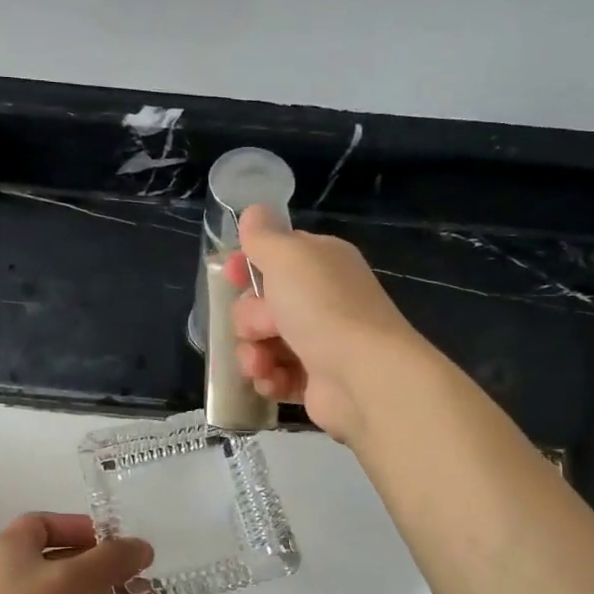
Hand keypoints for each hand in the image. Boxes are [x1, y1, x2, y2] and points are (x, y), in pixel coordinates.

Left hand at [0, 513, 157, 593]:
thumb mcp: (72, 579)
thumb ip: (111, 559)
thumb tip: (143, 547)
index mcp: (9, 551)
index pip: (44, 525)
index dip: (80, 527)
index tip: (115, 537)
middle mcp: (16, 580)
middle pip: (67, 564)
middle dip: (107, 567)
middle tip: (144, 571)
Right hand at [225, 206, 420, 442]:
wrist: (362, 375)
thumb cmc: (323, 307)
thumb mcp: (287, 256)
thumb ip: (263, 235)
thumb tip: (253, 211)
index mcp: (320, 263)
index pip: (275, 256)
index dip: (248, 265)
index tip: (231, 275)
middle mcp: (321, 300)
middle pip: (260, 304)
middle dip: (250, 319)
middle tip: (264, 327)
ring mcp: (318, 342)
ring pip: (261, 343)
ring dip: (252, 354)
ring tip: (262, 365)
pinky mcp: (313, 381)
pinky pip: (274, 376)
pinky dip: (269, 379)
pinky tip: (272, 382)